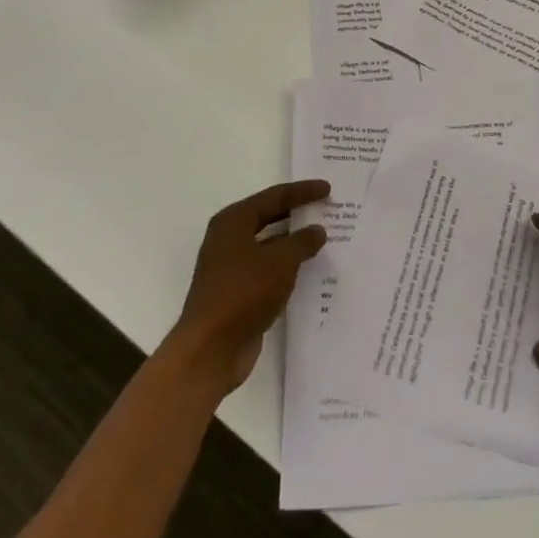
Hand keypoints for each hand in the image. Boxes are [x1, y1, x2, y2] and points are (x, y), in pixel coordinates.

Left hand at [165, 180, 328, 394]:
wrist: (211, 349)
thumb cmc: (243, 292)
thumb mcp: (280, 261)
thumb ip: (302, 241)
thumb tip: (316, 230)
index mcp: (233, 222)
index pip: (274, 197)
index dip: (302, 192)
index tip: (328, 188)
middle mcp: (229, 239)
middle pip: (269, 218)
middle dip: (297, 214)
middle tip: (327, 208)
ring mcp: (231, 267)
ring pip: (269, 246)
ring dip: (294, 243)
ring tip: (324, 239)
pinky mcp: (237, 293)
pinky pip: (268, 270)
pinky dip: (287, 267)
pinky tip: (309, 271)